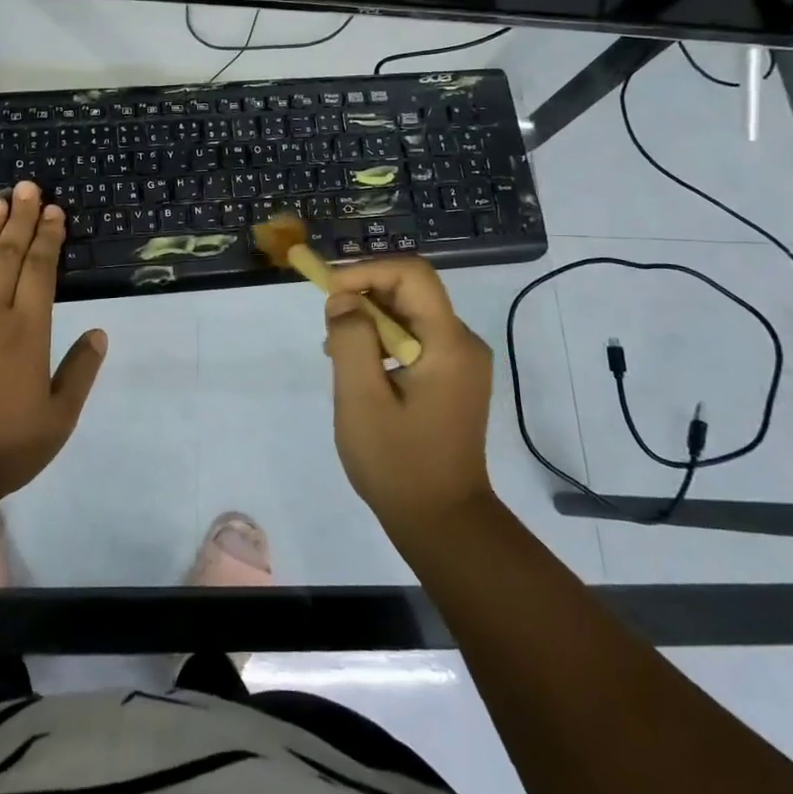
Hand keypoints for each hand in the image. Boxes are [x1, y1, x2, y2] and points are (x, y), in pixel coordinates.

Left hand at [0, 181, 105, 501]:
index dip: (48, 238)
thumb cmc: (5, 445)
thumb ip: (80, 371)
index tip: (54, 211)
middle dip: (20, 220)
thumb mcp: (59, 417)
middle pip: (6, 257)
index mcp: (27, 331)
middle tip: (27, 187)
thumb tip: (99, 332)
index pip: (40, 271)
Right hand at [322, 257, 495, 537]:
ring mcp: (461, 362)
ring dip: (370, 322)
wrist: (443, 523)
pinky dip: (383, 342)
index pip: (412, 274)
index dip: (367, 271)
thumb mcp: (361, 399)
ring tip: (339, 355)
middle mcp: (462, 343)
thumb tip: (343, 300)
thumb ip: (350, 339)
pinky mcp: (453, 379)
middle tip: (329, 328)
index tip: (330, 292)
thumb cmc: (398, 462)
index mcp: (448, 342)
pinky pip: (415, 339)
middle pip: (411, 291)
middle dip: (364, 297)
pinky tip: (361, 373)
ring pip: (410, 314)